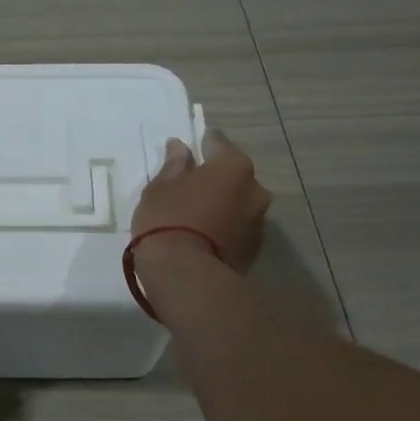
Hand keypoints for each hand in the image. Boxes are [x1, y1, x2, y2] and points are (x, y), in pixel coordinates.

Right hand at [131, 128, 272, 271]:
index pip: (218, 143)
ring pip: (239, 203)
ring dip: (223, 203)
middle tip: (190, 184)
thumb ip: (174, 165)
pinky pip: (238, 227)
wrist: (186, 276)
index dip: (203, 144)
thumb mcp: (160, 187)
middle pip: (234, 175)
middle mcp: (255, 189)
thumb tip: (180, 147)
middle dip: (216, 177)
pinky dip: (225, 226)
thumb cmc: (167, 220)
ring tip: (197, 213)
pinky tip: (205, 233)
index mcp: (233, 167)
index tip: (189, 148)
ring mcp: (259, 222)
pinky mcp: (255, 250)